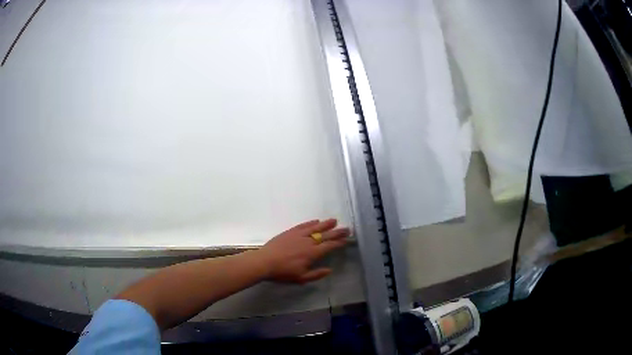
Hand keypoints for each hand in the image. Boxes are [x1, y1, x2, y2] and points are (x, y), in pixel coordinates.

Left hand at [257, 219, 349, 283]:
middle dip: (337, 232)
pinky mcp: (290, 232)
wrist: (265, 262)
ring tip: (334, 220)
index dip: (338, 243)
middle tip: (347, 228)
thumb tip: (329, 270)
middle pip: (325, 235)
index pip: (329, 246)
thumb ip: (316, 274)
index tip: (346, 240)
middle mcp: (308, 242)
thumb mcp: (301, 278)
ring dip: (325, 224)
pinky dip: (310, 223)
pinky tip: (316, 221)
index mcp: (312, 253)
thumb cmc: (283, 272)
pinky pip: (303, 225)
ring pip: (315, 228)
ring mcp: (298, 235)